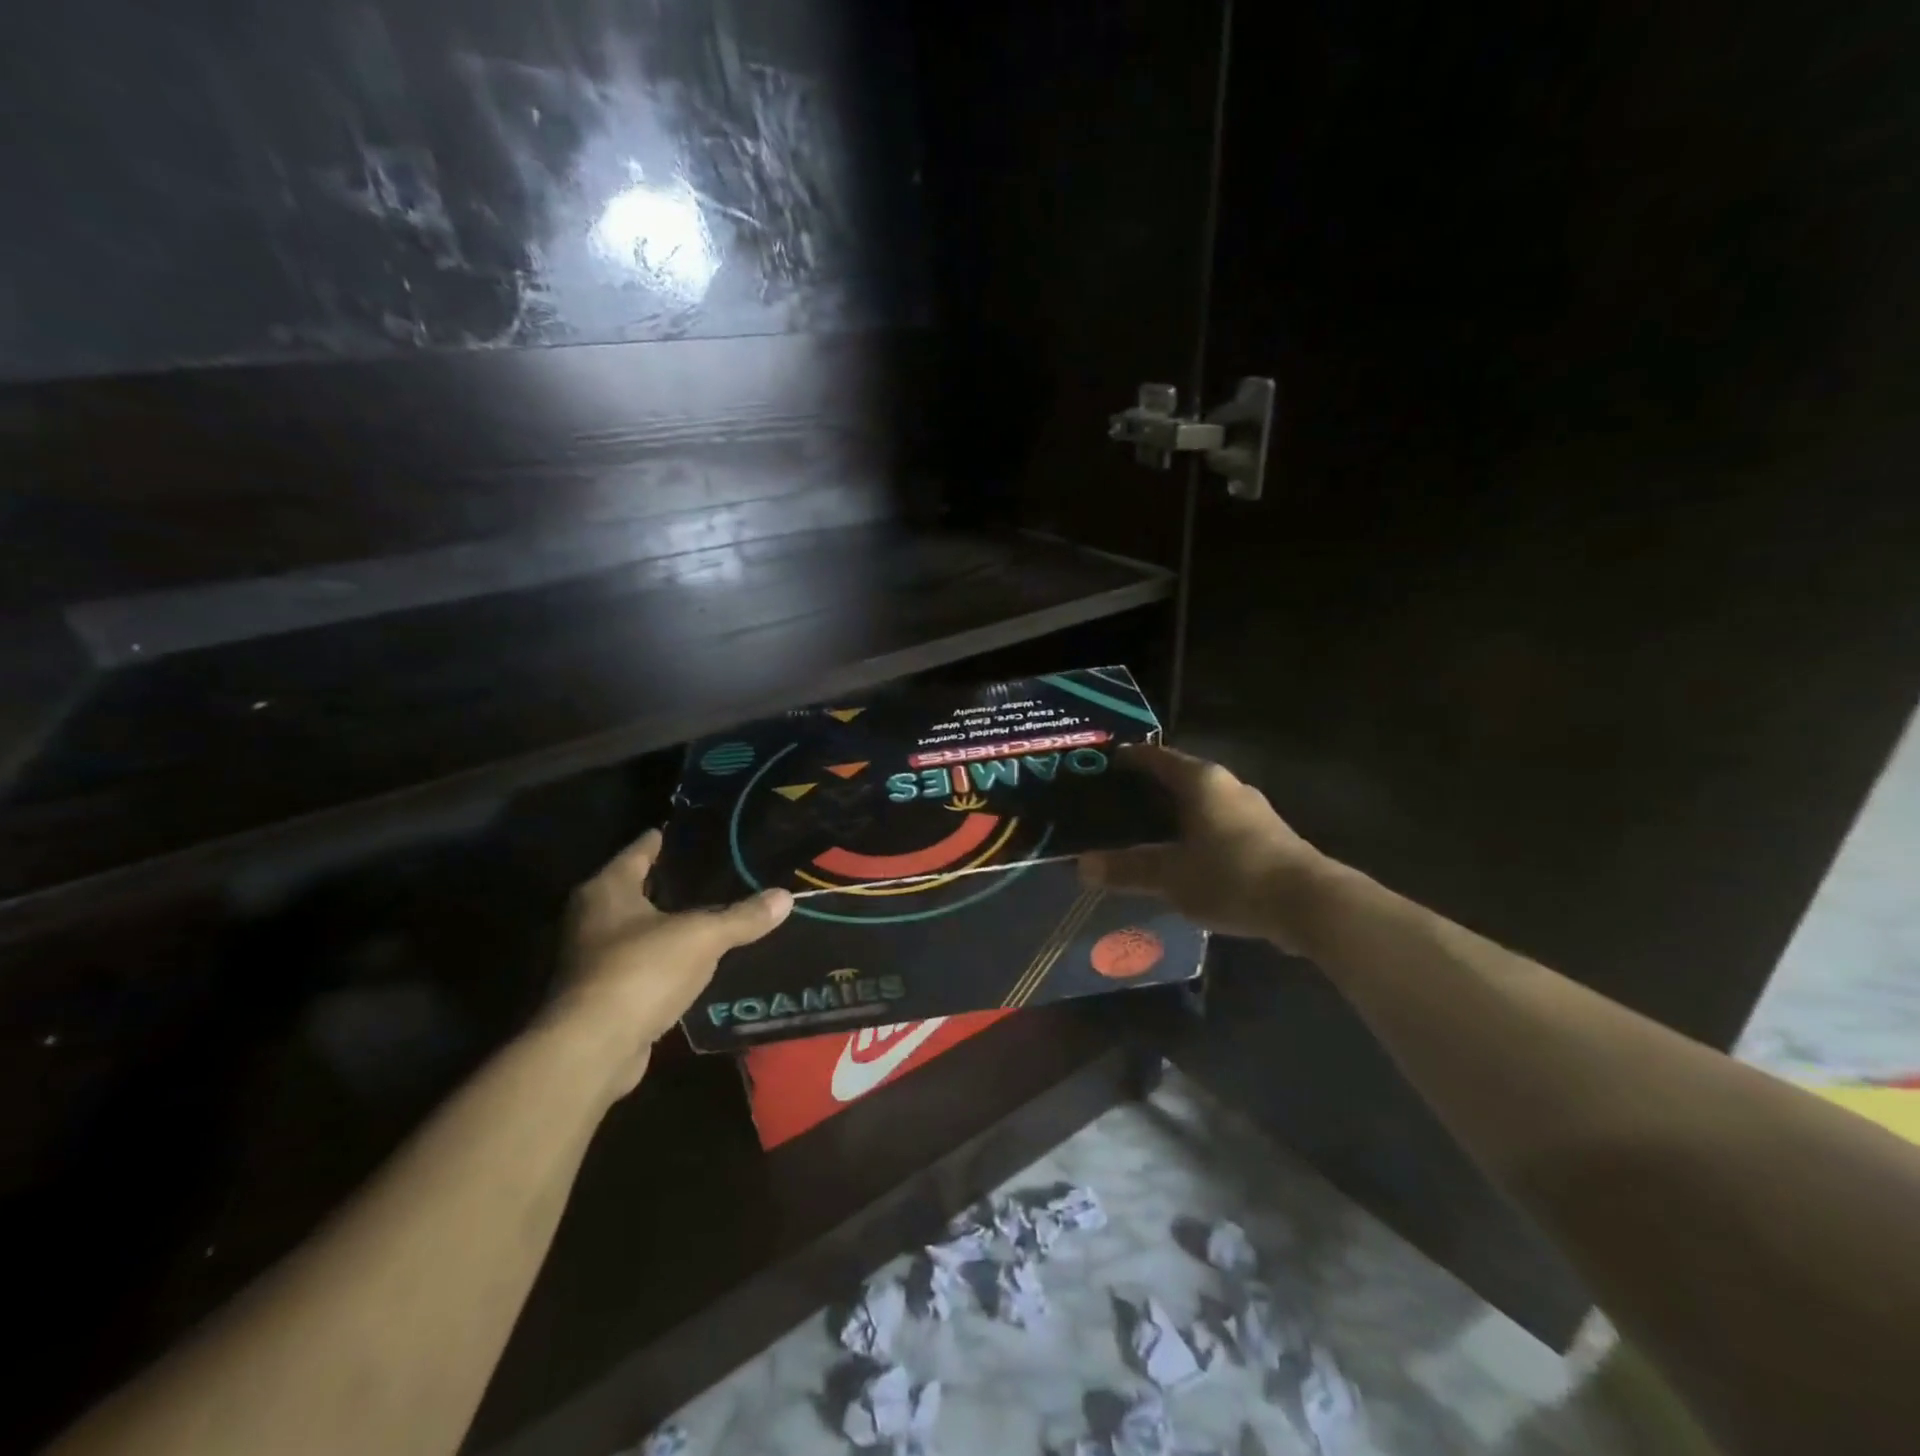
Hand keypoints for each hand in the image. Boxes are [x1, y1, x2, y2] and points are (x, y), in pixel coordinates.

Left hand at [549, 829, 792, 1095]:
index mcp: (607, 890)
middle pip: (634, 889)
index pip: (638, 852)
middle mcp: (591, 918)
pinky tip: (694, 958)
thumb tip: (785, 897)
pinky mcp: (602, 994)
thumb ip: (742, 916)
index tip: (686, 831)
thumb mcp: (702, 937)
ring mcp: (592, 959)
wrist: (594, 1049)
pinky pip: (641, 962)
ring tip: (709, 912)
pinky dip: (664, 958)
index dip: (662, 840)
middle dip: (667, 882)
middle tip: (710, 870)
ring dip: (666, 923)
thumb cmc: (641, 970)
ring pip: (636, 928)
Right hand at [1080, 745, 1322, 944]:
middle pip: (1180, 778)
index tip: (1104, 765)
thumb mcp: (1171, 876)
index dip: (1130, 759)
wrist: (1309, 904)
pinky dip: (1195, 833)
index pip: (1156, 757)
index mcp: (1201, 781)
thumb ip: (1127, 869)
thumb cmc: (1232, 875)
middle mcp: (1227, 786)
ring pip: (1201, 803)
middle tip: (1115, 804)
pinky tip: (1182, 857)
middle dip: (1149, 789)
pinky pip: (1218, 825)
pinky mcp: (1266, 838)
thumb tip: (1082, 867)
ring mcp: (1252, 811)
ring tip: (1144, 831)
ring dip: (1175, 814)